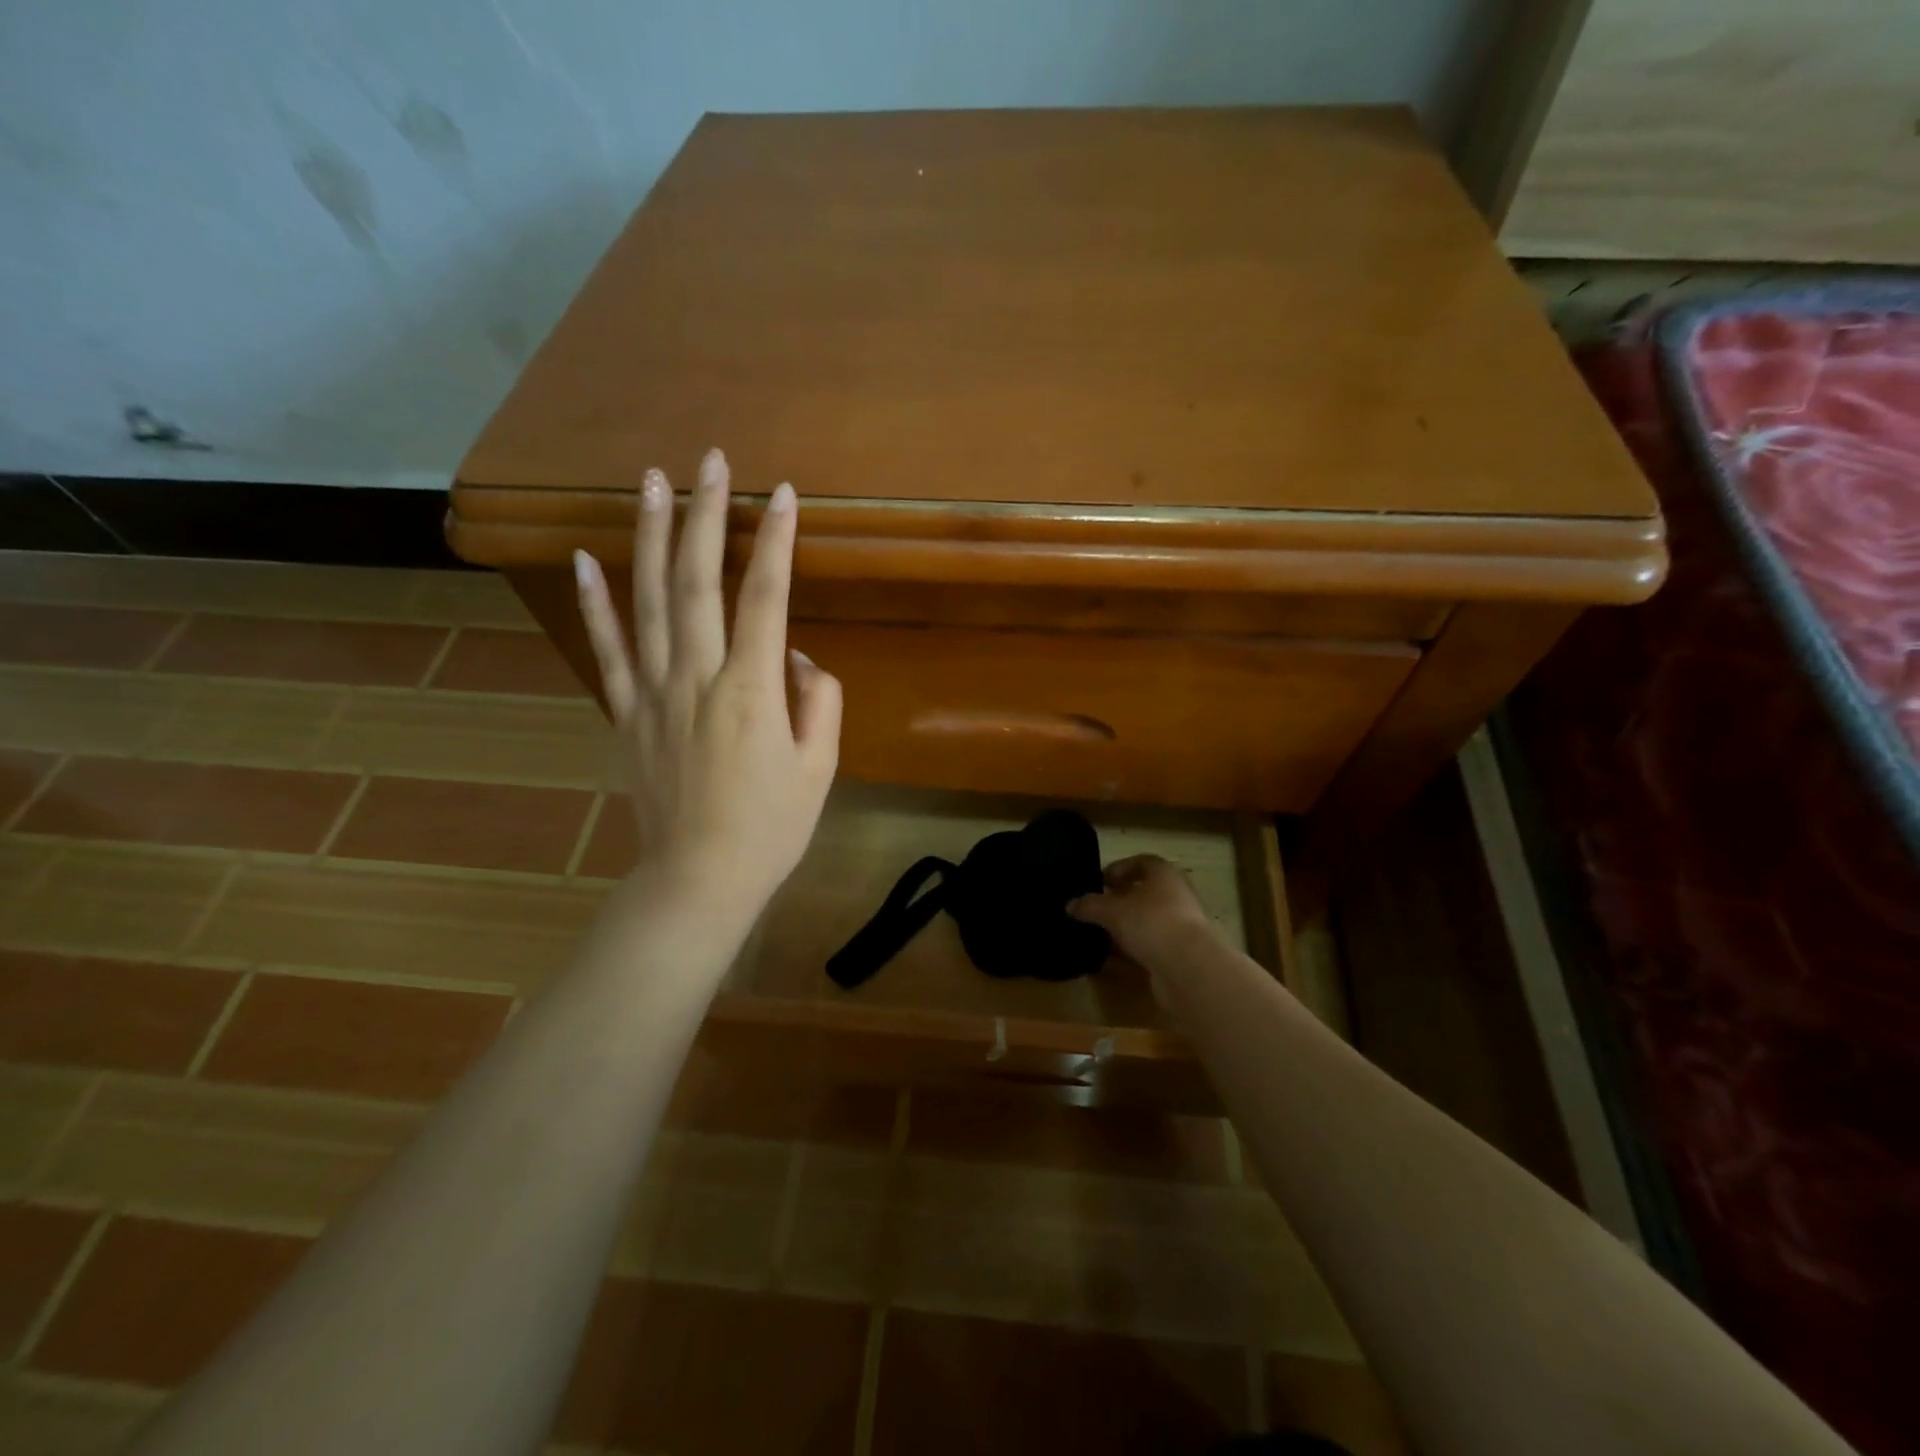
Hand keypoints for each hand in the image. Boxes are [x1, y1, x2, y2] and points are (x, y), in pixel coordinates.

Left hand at [573, 448, 840, 913]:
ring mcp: (653, 692)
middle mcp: (698, 678)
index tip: (784, 495)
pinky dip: (594, 602)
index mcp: (753, 691)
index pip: (767, 598)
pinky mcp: (626, 712)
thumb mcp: (820, 767)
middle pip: (698, 581)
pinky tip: (584, 559)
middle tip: (710, 461)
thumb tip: (796, 657)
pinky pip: (608, 649)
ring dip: (649, 536)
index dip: (777, 542)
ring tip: (650, 481)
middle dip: (705, 515)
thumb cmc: (771, 827)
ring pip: (647, 600)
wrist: (699, 878)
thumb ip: (818, 701)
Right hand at [1067, 855, 1219, 978]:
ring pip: (1145, 923)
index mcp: (1164, 875)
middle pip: (1144, 894)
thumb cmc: (1151, 922)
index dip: (1119, 869)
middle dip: (1118, 901)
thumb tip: (1070, 905)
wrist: (1189, 969)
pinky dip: (1129, 953)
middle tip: (1094, 909)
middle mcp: (1176, 896)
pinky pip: (1148, 948)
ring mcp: (1179, 928)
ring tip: (1096, 936)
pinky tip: (1108, 961)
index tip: (1099, 882)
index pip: (1141, 862)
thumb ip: (1090, 905)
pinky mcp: (1178, 955)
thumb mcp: (1112, 910)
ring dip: (1123, 929)